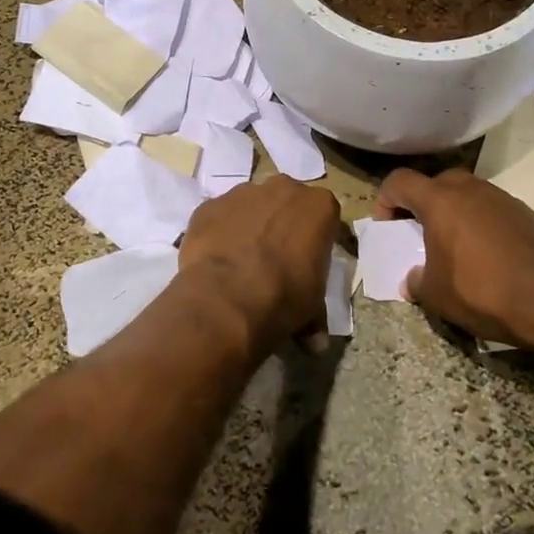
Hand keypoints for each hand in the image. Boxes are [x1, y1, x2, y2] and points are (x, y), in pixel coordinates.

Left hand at [180, 176, 339, 352]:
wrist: (228, 299)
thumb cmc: (285, 298)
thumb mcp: (312, 308)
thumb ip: (316, 315)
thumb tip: (315, 344)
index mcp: (319, 206)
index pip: (324, 216)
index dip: (317, 239)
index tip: (309, 261)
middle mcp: (283, 189)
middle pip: (286, 202)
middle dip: (282, 224)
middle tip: (275, 259)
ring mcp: (242, 193)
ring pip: (250, 205)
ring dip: (249, 225)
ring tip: (241, 262)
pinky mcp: (208, 206)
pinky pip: (218, 217)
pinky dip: (218, 233)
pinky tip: (216, 260)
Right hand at [374, 168, 533, 350]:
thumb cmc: (483, 293)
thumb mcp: (436, 296)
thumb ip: (417, 281)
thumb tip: (414, 278)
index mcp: (441, 201)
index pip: (400, 181)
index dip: (386, 200)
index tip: (389, 228)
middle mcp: (471, 189)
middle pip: (435, 183)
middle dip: (422, 204)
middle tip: (421, 234)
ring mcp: (503, 198)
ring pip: (468, 194)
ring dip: (455, 213)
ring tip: (456, 247)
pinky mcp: (527, 213)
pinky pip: (493, 210)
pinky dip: (482, 224)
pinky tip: (489, 256)